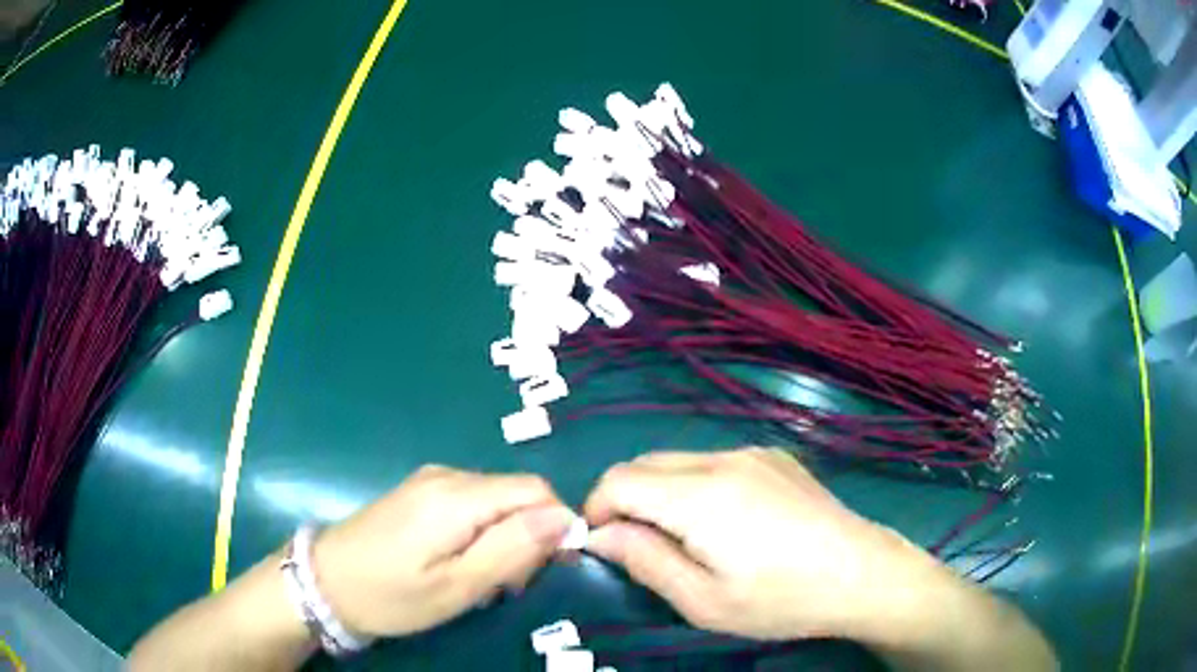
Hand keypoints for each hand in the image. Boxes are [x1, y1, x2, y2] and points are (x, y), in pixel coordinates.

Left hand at [312, 465, 573, 637]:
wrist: (324, 583)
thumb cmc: (391, 595)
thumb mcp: (457, 586)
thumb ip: (513, 549)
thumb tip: (564, 518)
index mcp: (457, 497)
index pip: (536, 489)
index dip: (555, 525)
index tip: (551, 568)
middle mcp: (447, 476)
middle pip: (517, 495)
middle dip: (527, 538)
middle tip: (507, 586)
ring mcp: (430, 481)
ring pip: (496, 502)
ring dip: (504, 540)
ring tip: (483, 582)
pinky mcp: (419, 493)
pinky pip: (471, 505)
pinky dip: (481, 535)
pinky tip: (462, 565)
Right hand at [584, 448, 937, 641]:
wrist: (862, 573)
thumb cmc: (781, 598)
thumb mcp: (703, 600)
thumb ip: (645, 561)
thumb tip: (600, 535)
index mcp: (700, 495)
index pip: (618, 480)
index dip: (596, 510)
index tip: (604, 547)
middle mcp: (723, 459)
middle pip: (645, 464)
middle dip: (626, 501)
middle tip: (641, 549)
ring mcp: (754, 452)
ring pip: (679, 461)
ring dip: (662, 493)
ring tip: (687, 540)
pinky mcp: (776, 457)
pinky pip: (715, 462)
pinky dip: (696, 486)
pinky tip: (729, 524)